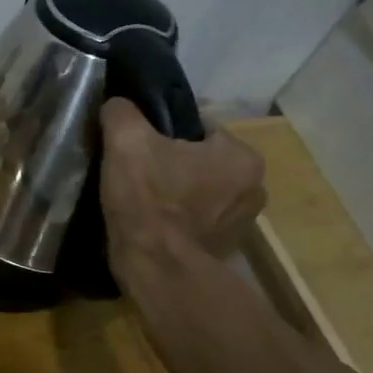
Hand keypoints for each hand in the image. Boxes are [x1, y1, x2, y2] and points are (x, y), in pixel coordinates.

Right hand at [100, 99, 266, 265]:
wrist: (156, 268)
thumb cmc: (149, 199)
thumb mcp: (126, 141)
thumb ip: (122, 112)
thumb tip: (118, 104)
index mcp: (241, 155)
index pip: (198, 126)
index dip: (163, 130)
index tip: (138, 142)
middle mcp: (254, 187)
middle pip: (200, 159)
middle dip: (172, 162)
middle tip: (136, 169)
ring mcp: (242, 223)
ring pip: (200, 190)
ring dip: (176, 190)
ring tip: (140, 197)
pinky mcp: (224, 249)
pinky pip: (197, 219)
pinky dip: (178, 218)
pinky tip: (150, 221)